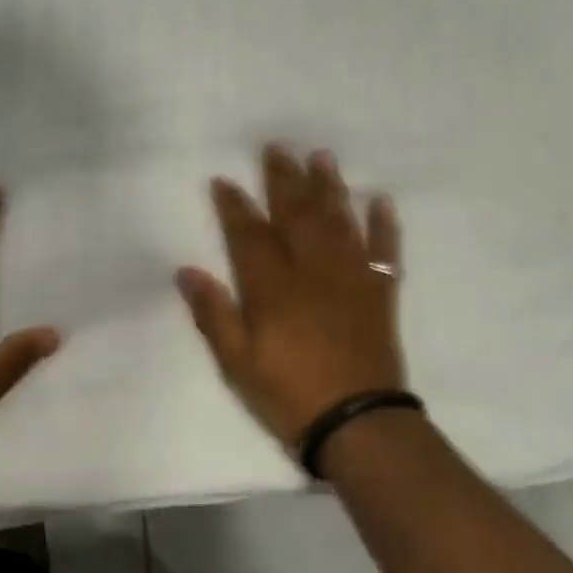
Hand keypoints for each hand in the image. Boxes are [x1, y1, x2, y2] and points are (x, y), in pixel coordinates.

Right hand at [177, 145, 405, 446]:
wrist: (358, 424)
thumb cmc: (289, 395)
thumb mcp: (236, 364)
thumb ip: (213, 315)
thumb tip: (186, 271)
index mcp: (273, 289)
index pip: (249, 235)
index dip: (235, 206)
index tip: (224, 179)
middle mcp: (313, 272)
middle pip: (297, 215)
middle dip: (284, 180)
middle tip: (277, 147)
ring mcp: (352, 280)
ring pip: (339, 222)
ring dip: (330, 188)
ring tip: (322, 157)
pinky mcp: (381, 295)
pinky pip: (385, 252)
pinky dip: (384, 226)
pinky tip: (381, 201)